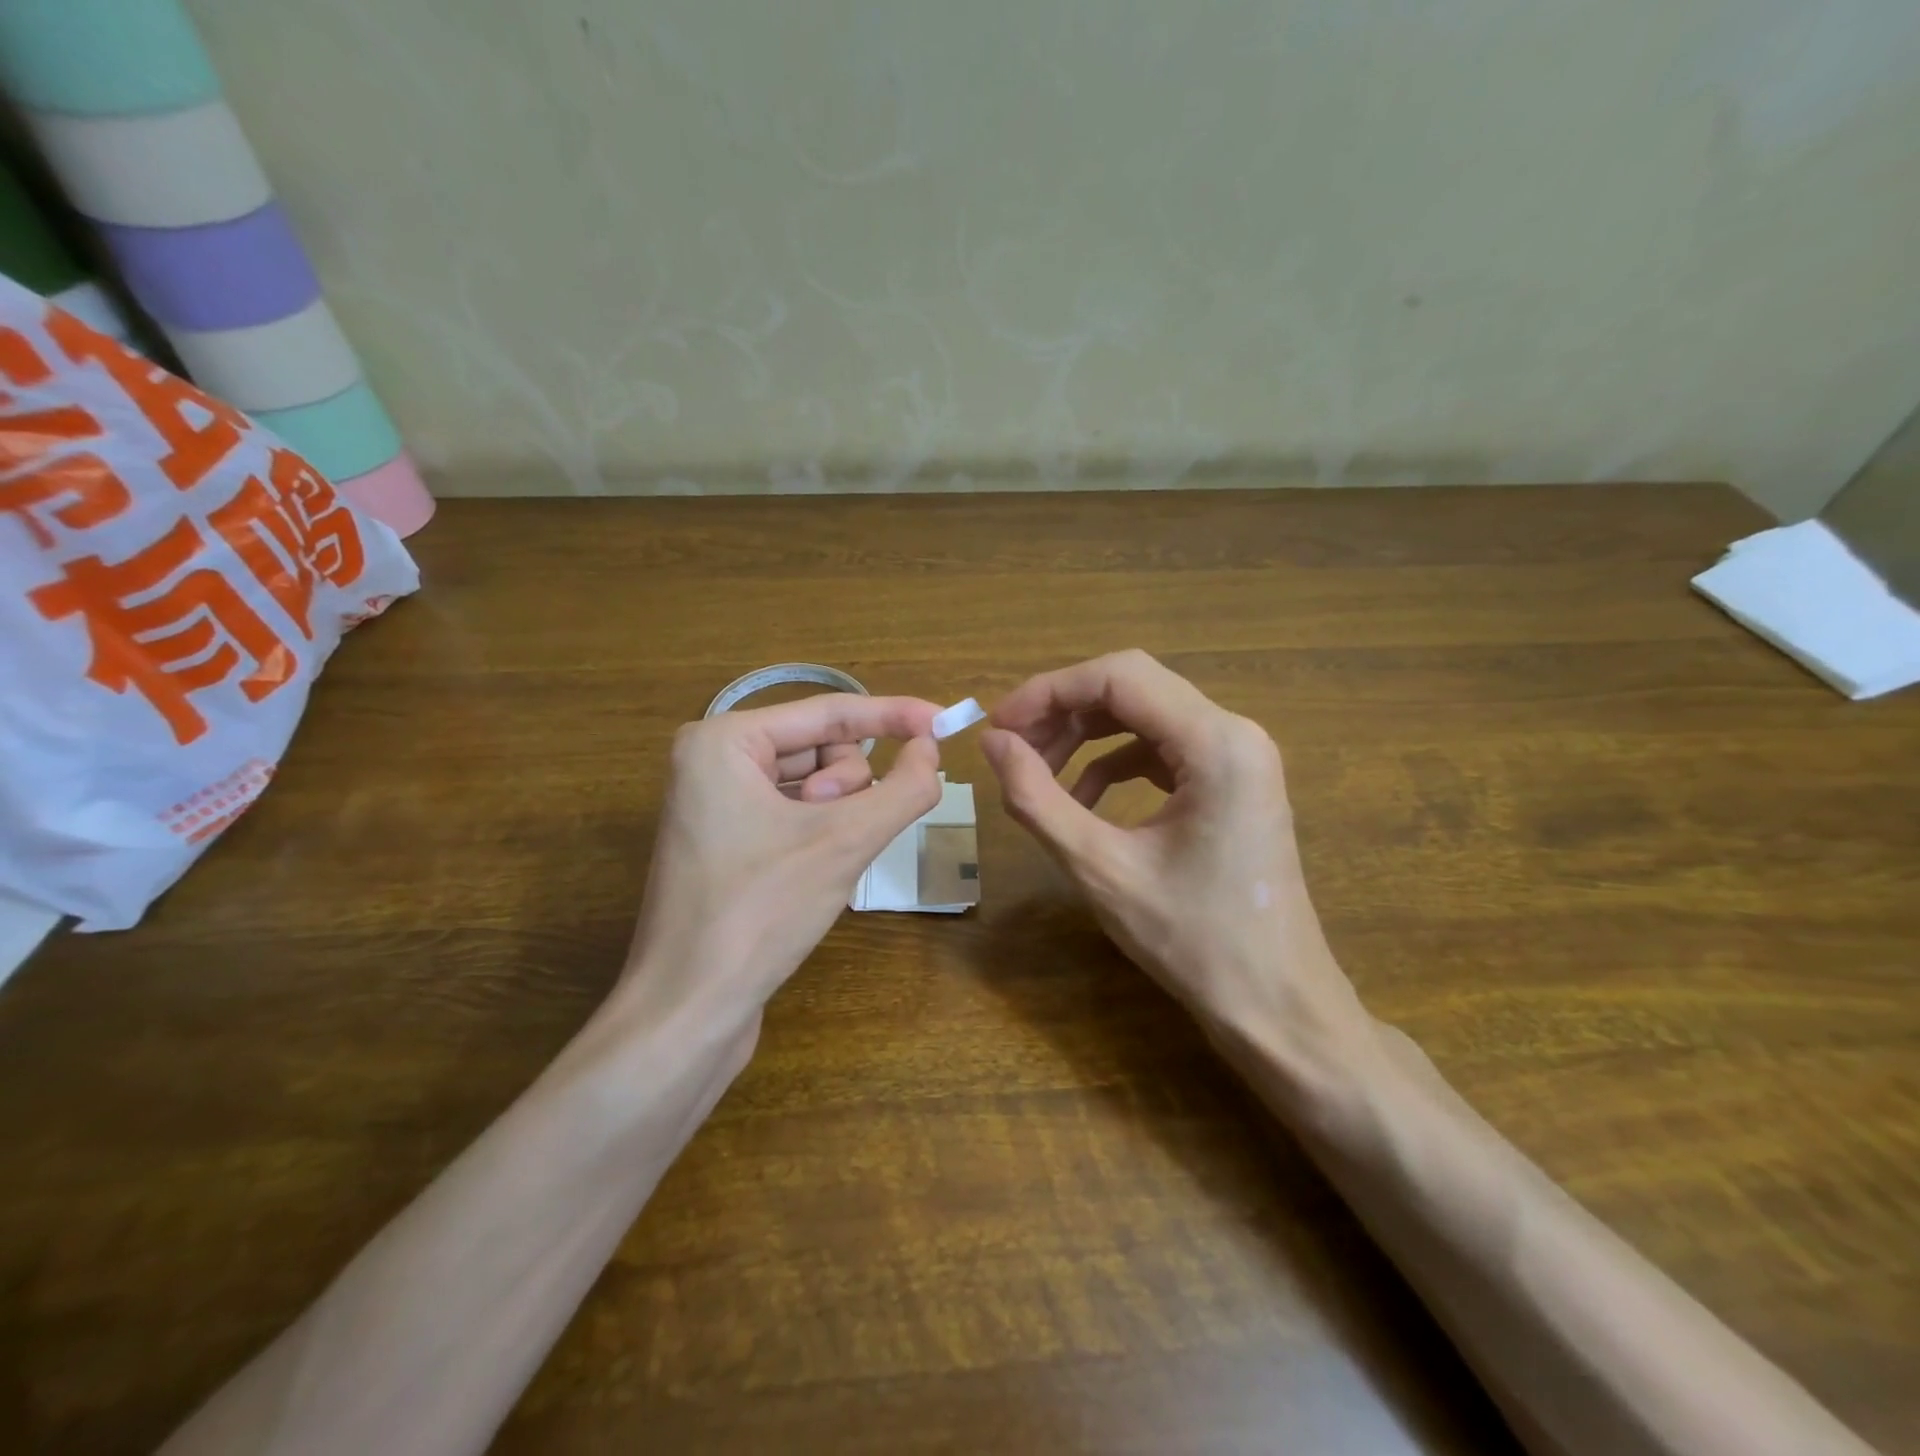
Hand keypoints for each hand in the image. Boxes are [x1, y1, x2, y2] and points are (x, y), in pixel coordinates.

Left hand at [621, 694, 942, 1030]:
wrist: (688, 1011)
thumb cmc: (759, 913)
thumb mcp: (844, 843)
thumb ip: (903, 788)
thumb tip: (933, 750)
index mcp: (723, 741)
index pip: (829, 712)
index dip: (894, 715)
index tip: (946, 721)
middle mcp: (713, 760)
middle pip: (820, 748)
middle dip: (847, 788)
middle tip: (836, 834)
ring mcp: (716, 802)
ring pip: (813, 783)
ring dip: (837, 816)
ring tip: (820, 861)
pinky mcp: (726, 841)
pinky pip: (794, 812)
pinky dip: (821, 833)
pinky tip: (816, 872)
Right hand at [980, 652, 1372, 1069]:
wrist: (1275, 1005)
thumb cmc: (1193, 942)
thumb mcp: (1101, 870)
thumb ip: (1038, 799)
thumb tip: (993, 743)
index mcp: (1215, 743)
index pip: (1119, 677)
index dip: (1048, 691)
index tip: (998, 726)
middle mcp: (1234, 733)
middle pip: (1132, 688)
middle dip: (1063, 711)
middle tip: (1011, 748)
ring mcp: (1238, 757)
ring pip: (1144, 715)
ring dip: (1085, 735)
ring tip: (1037, 772)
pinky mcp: (1231, 782)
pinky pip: (1161, 749)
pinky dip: (1113, 763)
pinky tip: (1081, 800)